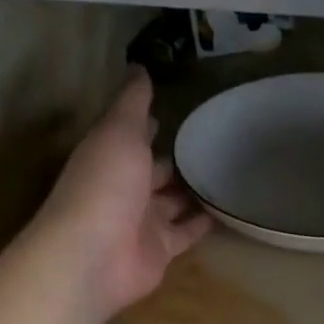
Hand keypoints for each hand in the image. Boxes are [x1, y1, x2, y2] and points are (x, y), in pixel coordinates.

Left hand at [30, 67, 211, 322]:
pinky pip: (186, 231)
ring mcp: (142, 221)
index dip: (149, 125)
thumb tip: (139, 68)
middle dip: (175, 159)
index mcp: (108, 157)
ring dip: (192, 190)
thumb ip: (132, 104)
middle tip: (213, 143)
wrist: (95, 256)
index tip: (176, 110)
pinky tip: (228, 208)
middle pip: (154, 171)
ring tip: (226, 172)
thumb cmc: (104, 185)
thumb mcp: (118, 132)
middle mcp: (124, 188)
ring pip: (172, 202)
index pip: (132, 137)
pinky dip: (204, 222)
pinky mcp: (160, 250)